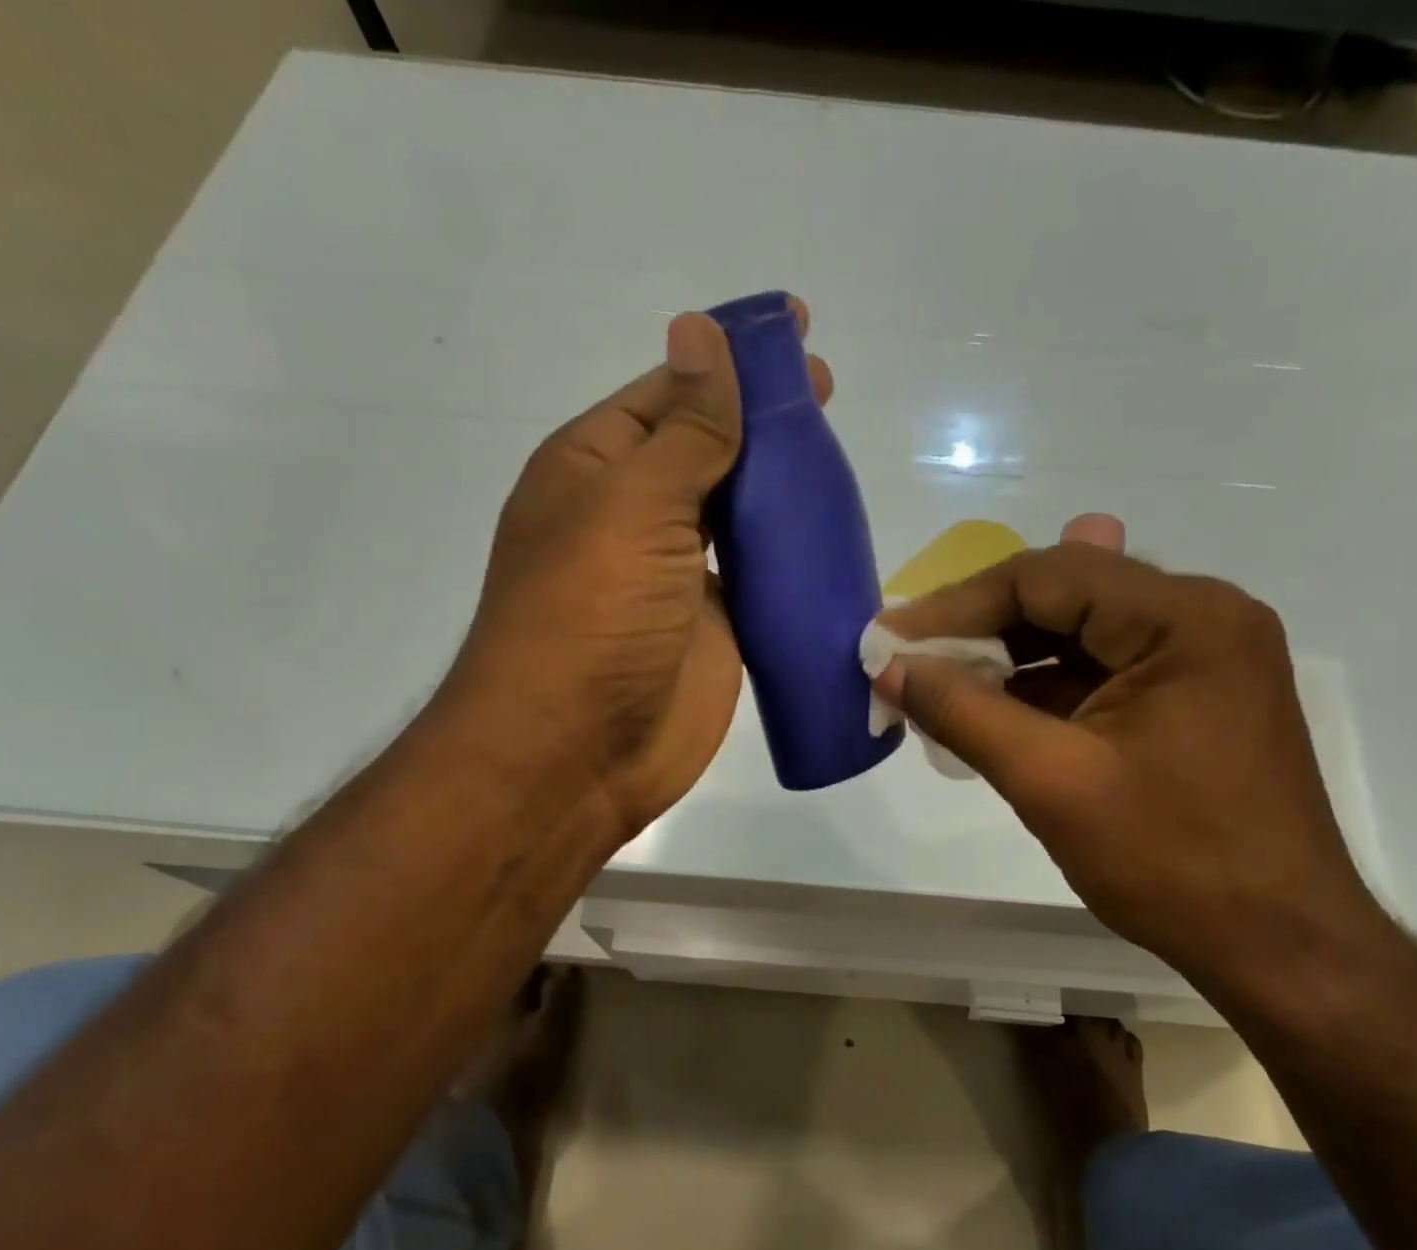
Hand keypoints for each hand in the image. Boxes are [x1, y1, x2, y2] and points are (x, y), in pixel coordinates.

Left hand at [442, 304, 833, 843]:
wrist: (577, 753)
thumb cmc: (591, 616)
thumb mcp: (634, 506)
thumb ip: (685, 430)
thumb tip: (699, 331)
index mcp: (598, 468)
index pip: (672, 391)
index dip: (729, 358)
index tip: (795, 329)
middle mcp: (635, 514)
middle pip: (709, 449)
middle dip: (763, 419)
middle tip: (828, 391)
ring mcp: (677, 575)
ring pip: (738, 513)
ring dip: (782, 487)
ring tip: (839, 457)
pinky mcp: (716, 627)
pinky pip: (758, 577)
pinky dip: (791, 555)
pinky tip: (834, 531)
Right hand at [871, 521, 1389, 985]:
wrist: (1279, 946)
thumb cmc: (1171, 862)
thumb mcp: (1051, 782)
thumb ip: (963, 712)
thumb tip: (890, 666)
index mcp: (1184, 619)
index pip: (1047, 577)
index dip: (957, 605)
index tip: (891, 638)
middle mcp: (1200, 617)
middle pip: (1064, 594)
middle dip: (979, 627)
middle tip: (908, 657)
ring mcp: (1199, 657)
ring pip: (1077, 633)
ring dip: (1005, 658)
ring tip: (935, 683)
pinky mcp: (1188, 697)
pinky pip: (1098, 671)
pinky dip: (1039, 688)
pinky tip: (989, 709)